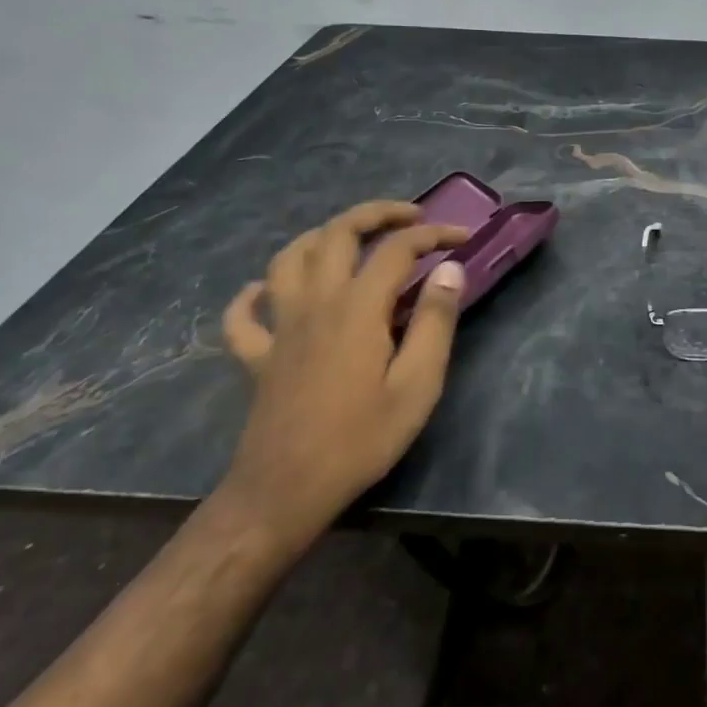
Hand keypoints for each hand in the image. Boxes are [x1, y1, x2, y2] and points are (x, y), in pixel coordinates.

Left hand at [217, 201, 469, 550]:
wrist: (284, 492)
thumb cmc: (360, 440)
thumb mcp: (417, 385)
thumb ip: (435, 322)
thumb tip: (450, 270)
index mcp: (357, 307)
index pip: (398, 248)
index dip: (433, 234)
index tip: (462, 237)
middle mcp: (316, 302)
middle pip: (338, 232)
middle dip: (377, 213)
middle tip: (410, 217)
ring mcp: (280, 326)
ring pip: (289, 258)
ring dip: (322, 236)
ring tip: (351, 240)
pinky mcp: (257, 355)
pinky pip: (244, 314)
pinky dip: (255, 294)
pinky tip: (268, 292)